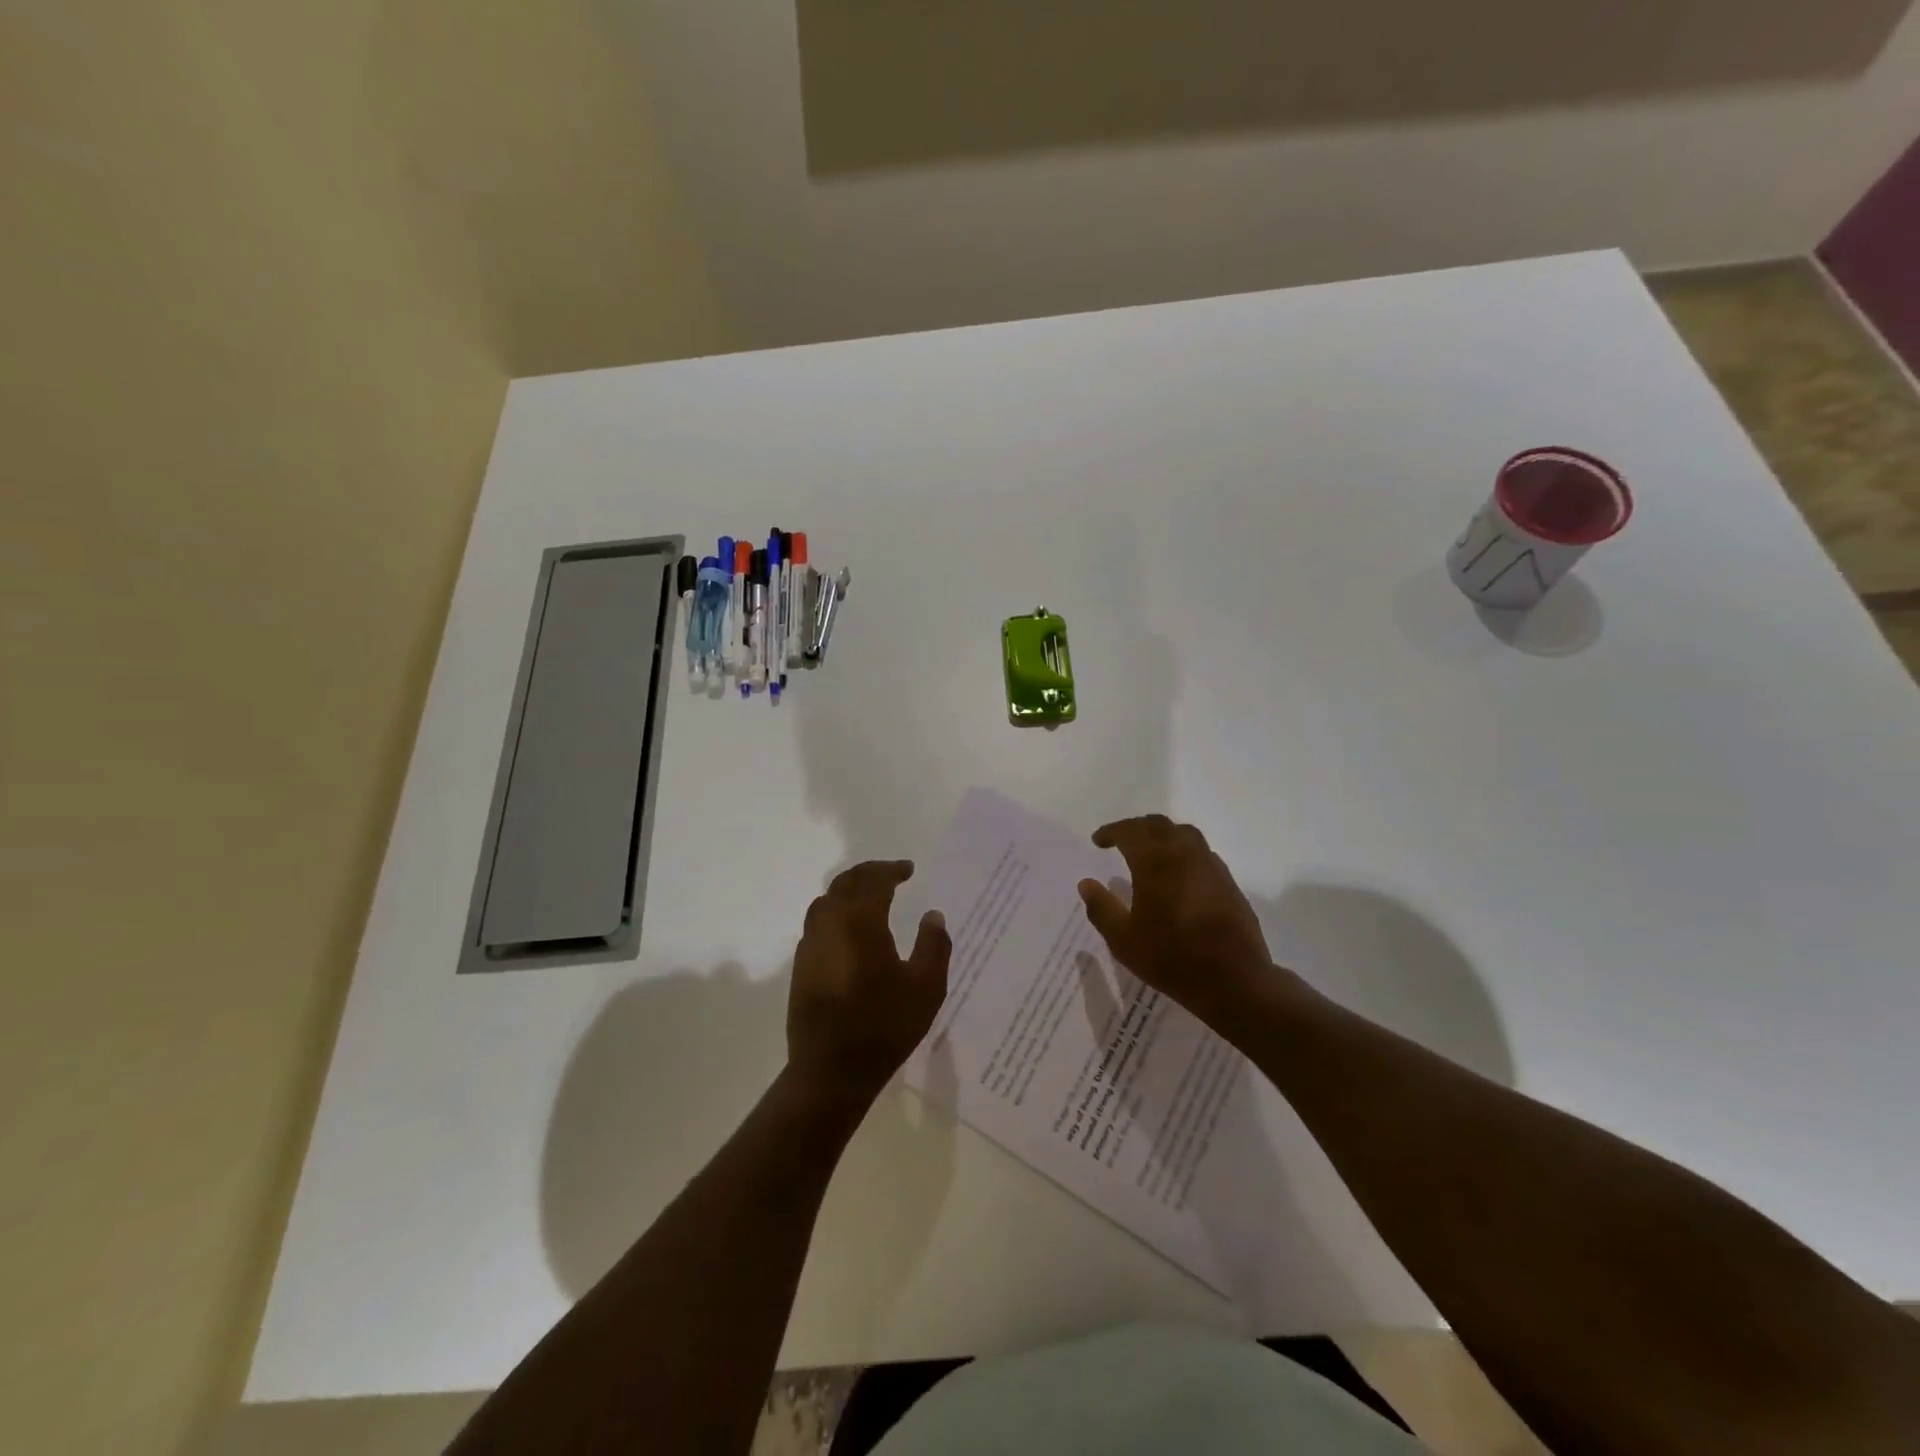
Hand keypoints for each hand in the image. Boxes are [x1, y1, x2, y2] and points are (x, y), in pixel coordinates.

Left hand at [787, 860, 950, 1110]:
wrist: (831, 1070)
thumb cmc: (884, 1026)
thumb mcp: (926, 987)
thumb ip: (933, 945)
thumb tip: (933, 915)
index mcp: (861, 922)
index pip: (874, 881)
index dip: (892, 870)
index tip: (909, 870)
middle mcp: (830, 924)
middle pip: (845, 883)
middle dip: (868, 873)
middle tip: (890, 874)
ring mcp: (810, 945)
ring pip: (825, 900)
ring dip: (848, 889)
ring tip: (869, 894)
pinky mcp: (801, 966)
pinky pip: (817, 922)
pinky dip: (835, 911)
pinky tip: (849, 928)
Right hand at [1078, 816, 1280, 1026]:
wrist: (1234, 980)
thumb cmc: (1171, 958)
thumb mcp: (1123, 940)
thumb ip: (1101, 908)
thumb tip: (1086, 883)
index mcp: (1154, 862)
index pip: (1129, 831)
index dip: (1111, 832)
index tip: (1098, 841)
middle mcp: (1183, 854)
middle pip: (1158, 825)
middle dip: (1136, 828)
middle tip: (1121, 841)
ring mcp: (1210, 865)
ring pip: (1184, 833)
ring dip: (1163, 835)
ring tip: (1150, 852)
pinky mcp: (1227, 881)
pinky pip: (1201, 852)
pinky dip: (1183, 851)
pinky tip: (1178, 873)